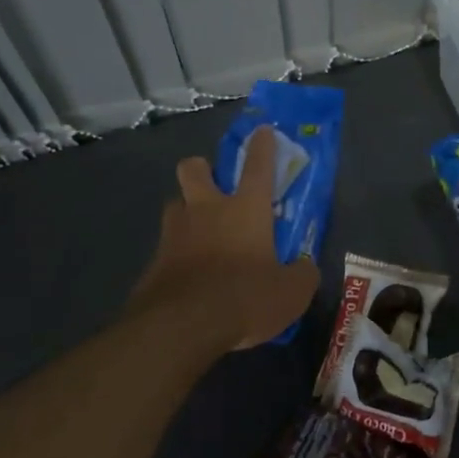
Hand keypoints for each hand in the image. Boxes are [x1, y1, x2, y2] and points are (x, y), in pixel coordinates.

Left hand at [127, 125, 318, 354]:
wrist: (181, 327)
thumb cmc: (245, 297)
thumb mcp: (291, 292)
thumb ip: (301, 275)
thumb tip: (305, 268)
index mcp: (245, 209)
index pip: (257, 167)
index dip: (262, 146)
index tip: (261, 131)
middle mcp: (206, 211)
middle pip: (194, 169)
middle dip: (202, 168)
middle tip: (213, 185)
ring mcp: (174, 234)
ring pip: (174, 205)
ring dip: (185, 210)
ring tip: (199, 233)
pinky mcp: (153, 263)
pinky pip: (165, 246)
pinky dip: (176, 254)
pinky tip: (187, 275)